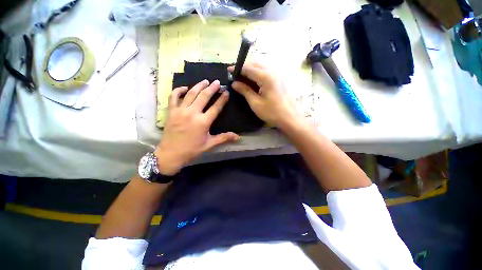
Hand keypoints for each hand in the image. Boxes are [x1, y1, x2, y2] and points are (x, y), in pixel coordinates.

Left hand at [154, 80, 238, 174]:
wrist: (171, 154)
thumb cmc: (192, 150)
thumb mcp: (209, 144)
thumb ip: (224, 138)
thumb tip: (238, 137)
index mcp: (203, 122)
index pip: (216, 107)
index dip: (222, 99)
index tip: (226, 92)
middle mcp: (192, 113)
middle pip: (204, 96)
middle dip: (212, 88)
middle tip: (217, 82)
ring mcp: (180, 111)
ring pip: (191, 94)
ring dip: (199, 86)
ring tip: (205, 81)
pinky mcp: (171, 111)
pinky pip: (174, 97)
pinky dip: (179, 90)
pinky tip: (185, 87)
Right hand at [229, 63, 302, 129]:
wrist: (289, 118)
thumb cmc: (272, 112)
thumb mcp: (255, 103)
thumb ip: (245, 91)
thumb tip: (234, 83)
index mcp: (266, 77)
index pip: (248, 68)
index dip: (237, 68)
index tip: (229, 70)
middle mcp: (273, 71)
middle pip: (255, 63)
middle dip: (244, 67)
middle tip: (235, 75)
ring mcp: (278, 73)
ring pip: (261, 65)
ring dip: (251, 68)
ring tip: (243, 77)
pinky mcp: (280, 77)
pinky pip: (267, 69)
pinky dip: (258, 71)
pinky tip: (254, 79)